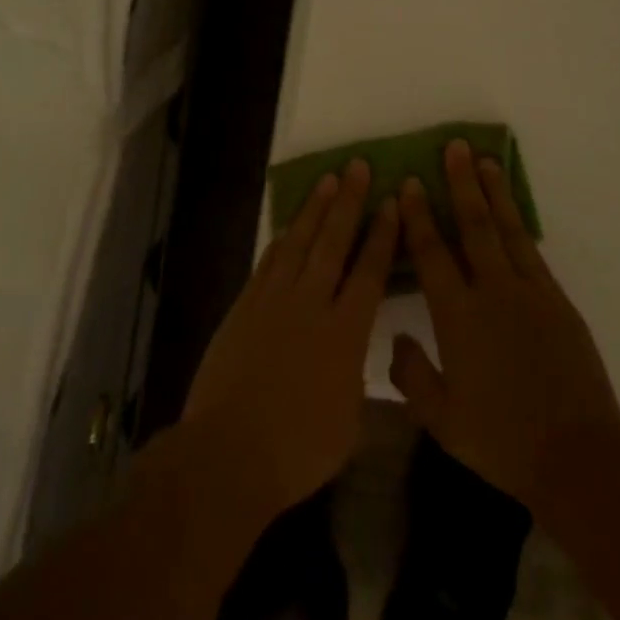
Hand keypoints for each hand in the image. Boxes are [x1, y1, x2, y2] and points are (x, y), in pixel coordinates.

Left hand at [182, 158, 396, 519]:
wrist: (228, 453)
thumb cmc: (298, 449)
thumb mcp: (349, 420)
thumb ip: (355, 377)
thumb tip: (356, 356)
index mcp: (346, 333)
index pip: (370, 271)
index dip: (382, 234)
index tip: (391, 202)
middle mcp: (311, 305)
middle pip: (333, 243)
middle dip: (349, 202)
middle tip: (358, 167)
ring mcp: (273, 302)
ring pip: (298, 243)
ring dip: (314, 210)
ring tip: (328, 180)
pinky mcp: (244, 307)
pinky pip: (267, 263)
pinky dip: (281, 241)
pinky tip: (289, 227)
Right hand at [390, 140, 619, 511]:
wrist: (577, 453)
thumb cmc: (502, 439)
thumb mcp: (442, 421)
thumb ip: (412, 376)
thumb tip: (397, 338)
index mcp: (458, 317)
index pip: (432, 254)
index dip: (419, 217)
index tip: (411, 184)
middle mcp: (492, 292)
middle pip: (473, 226)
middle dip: (460, 184)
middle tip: (453, 148)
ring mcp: (530, 292)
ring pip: (507, 230)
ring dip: (493, 193)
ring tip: (484, 160)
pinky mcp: (557, 300)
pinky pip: (532, 251)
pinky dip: (519, 224)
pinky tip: (511, 211)